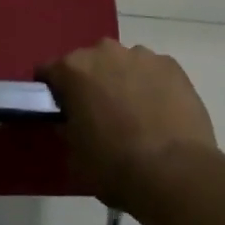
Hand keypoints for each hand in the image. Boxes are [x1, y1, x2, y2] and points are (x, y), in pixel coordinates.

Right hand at [38, 39, 217, 212]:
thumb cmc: (114, 166)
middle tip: (98, 114)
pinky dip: (151, 86)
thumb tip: (71, 119)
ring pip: (123, 64)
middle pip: (89, 63)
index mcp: (74, 69)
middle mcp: (105, 51)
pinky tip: (159, 114)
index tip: (60, 111)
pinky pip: (152, 72)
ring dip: (122, 81)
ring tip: (134, 116)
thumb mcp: (75, 154)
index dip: (52, 92)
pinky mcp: (172, 66)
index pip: (49, 71)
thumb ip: (67, 127)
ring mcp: (142, 55)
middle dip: (90, 83)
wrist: (175, 173)